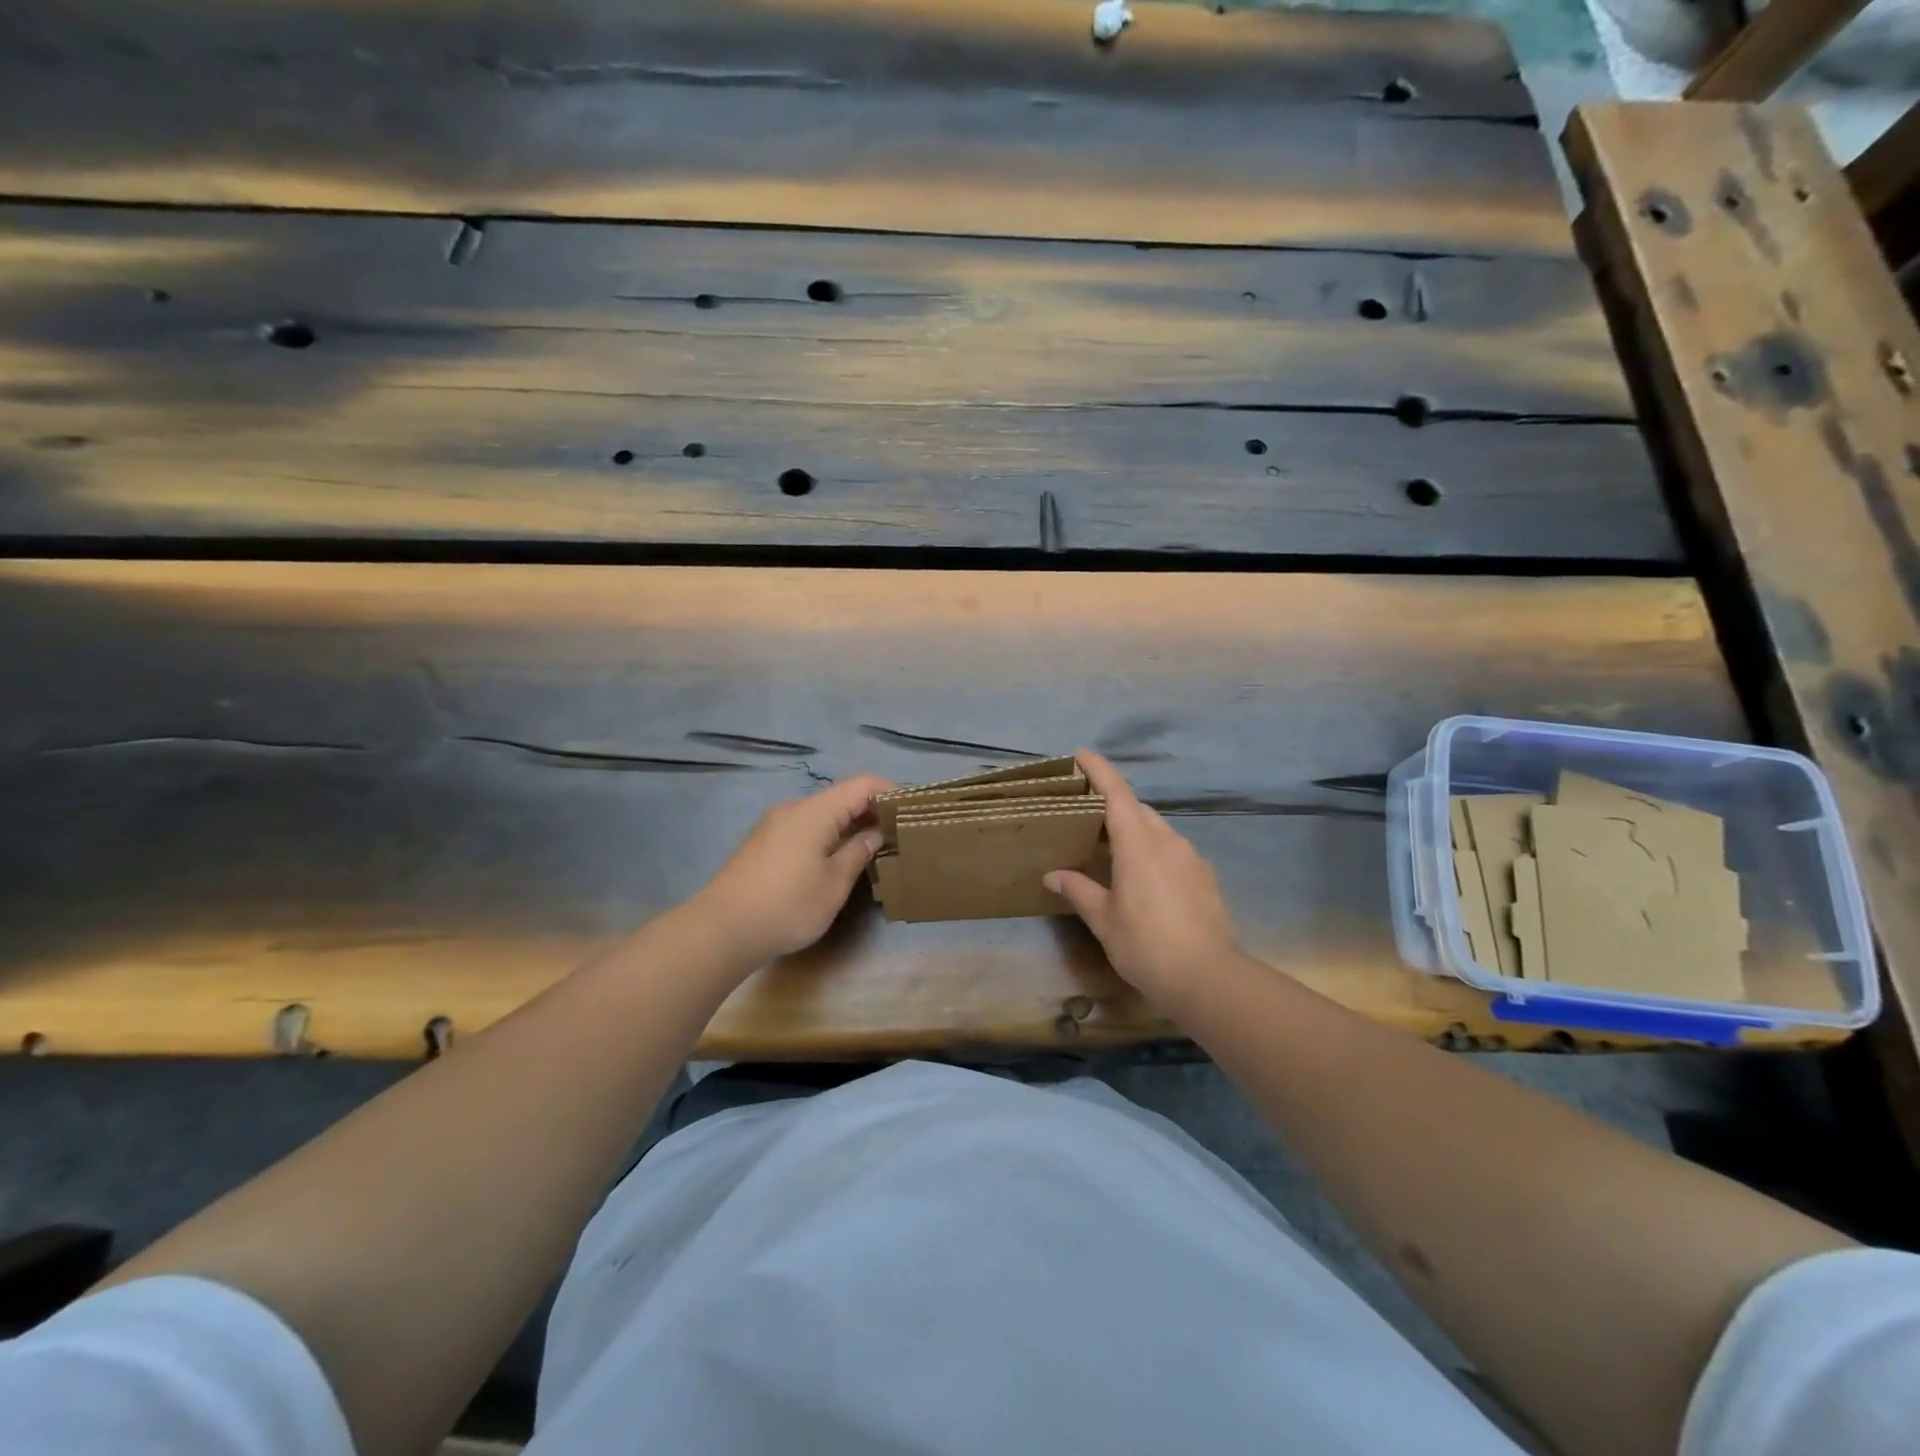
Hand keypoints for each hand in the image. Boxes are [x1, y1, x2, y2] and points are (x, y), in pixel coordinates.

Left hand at [691, 774, 894, 967]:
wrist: (721, 930)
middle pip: (841, 798)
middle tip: (897, 835)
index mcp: (815, 812)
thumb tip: (873, 835)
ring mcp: (774, 826)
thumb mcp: (834, 884)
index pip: (862, 785)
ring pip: (822, 815)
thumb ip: (858, 853)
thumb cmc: (787, 905)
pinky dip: (827, 836)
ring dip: (848, 826)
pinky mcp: (762, 844)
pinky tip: (835, 861)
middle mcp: (793, 809)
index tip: (911, 812)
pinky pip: (804, 829)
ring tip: (871, 851)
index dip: (890, 792)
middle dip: (871, 812)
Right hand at [1044, 750, 1242, 1003]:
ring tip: (1112, 849)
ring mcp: (1191, 857)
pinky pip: (1173, 849)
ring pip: (1157, 829)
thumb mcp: (1104, 920)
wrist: (1209, 978)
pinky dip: (1153, 850)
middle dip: (1113, 804)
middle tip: (1086, 815)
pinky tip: (1144, 878)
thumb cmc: (1146, 945)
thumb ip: (1079, 891)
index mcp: (1138, 844)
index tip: (1080, 754)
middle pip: (1137, 808)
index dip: (1098, 770)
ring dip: (1134, 829)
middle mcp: (1167, 840)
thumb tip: (1053, 876)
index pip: (1116, 793)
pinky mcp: (1205, 876)